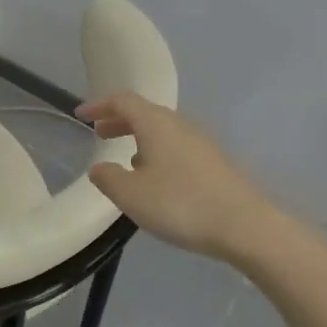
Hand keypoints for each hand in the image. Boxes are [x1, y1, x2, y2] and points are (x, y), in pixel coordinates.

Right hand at [78, 91, 283, 262]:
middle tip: (99, 133)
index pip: (123, 101)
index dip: (99, 105)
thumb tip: (99, 168)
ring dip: (140, 137)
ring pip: (163, 130)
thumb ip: (108, 178)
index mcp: (156, 123)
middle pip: (145, 112)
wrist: (245, 225)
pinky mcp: (215, 162)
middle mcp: (180, 124)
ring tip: (125, 159)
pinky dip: (158, 152)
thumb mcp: (131, 195)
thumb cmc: (181, 204)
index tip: (81, 115)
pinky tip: (157, 179)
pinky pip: (178, 147)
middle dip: (119, 121)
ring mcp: (202, 143)